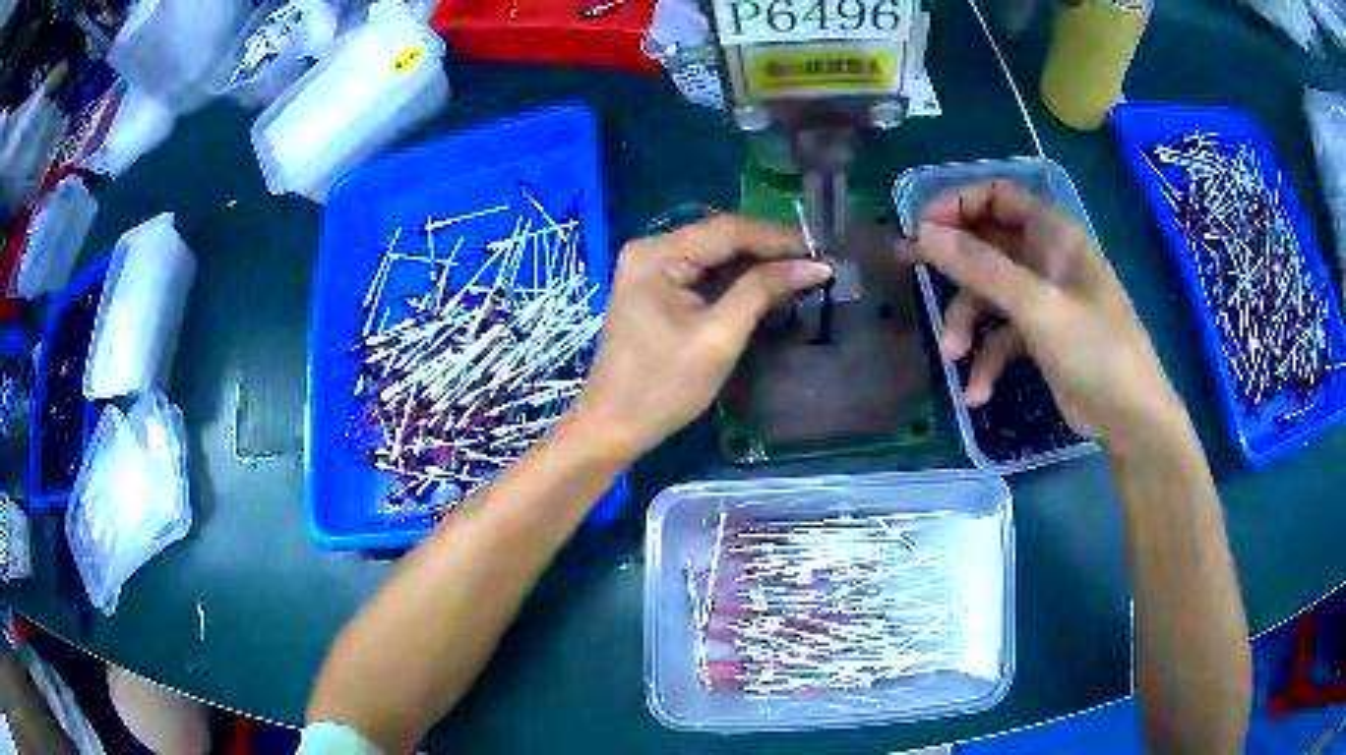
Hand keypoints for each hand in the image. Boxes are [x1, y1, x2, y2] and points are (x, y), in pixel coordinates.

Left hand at [571, 214, 832, 458]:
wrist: (614, 426)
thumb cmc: (663, 386)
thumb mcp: (719, 336)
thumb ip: (763, 291)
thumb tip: (814, 266)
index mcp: (657, 254)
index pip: (728, 230)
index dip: (778, 239)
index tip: (821, 252)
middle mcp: (651, 249)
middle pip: (721, 238)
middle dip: (770, 250)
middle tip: (817, 263)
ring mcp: (652, 269)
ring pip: (716, 255)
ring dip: (757, 264)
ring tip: (802, 273)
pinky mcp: (657, 289)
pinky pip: (704, 274)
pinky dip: (737, 280)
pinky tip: (769, 287)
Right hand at [904, 181, 1187, 456]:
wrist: (1131, 419)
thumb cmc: (1096, 350)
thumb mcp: (1038, 306)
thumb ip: (981, 267)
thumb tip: (923, 232)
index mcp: (1054, 234)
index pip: (997, 196)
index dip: (957, 205)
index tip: (922, 227)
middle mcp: (1046, 259)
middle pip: (988, 243)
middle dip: (951, 260)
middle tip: (907, 265)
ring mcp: (1043, 300)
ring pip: (989, 294)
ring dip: (967, 324)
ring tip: (952, 356)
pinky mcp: (1040, 337)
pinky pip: (1002, 337)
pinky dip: (987, 361)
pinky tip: (976, 394)